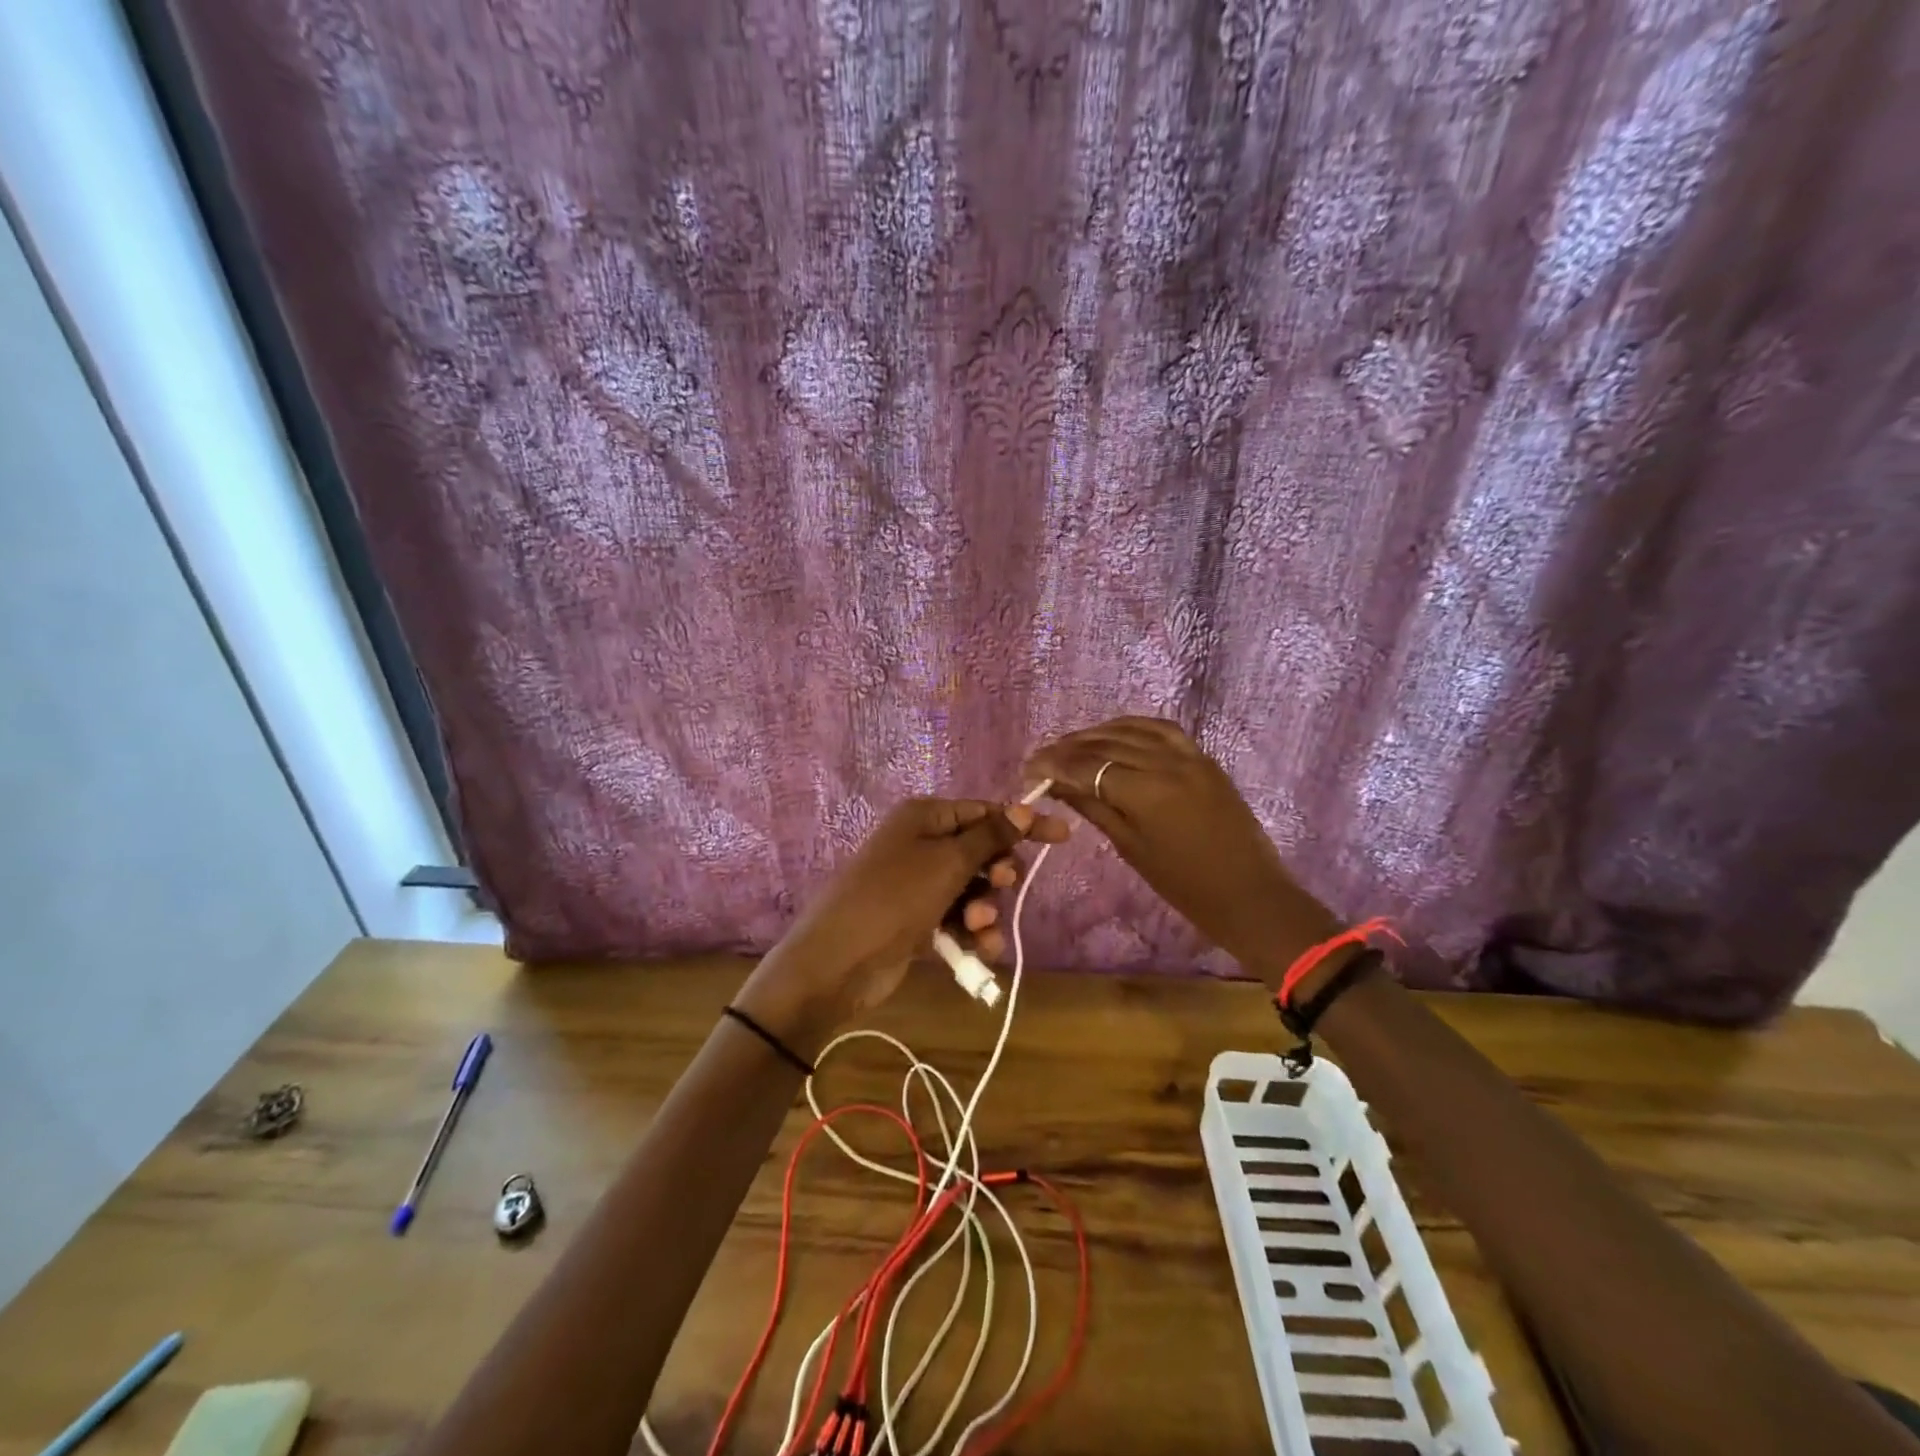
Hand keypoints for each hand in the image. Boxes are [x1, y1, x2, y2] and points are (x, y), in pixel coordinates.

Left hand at [736, 797, 1069, 1056]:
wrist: (837, 963)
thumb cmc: (894, 898)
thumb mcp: (947, 863)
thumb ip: (990, 837)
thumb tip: (1025, 806)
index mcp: (925, 817)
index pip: (985, 812)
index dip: (1023, 824)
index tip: (1063, 837)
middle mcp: (922, 844)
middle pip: (981, 852)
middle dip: (997, 873)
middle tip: (999, 885)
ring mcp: (918, 884)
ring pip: (973, 890)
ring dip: (984, 909)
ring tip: (976, 929)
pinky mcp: (917, 921)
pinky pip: (957, 919)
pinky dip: (971, 934)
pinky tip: (979, 952)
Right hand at [1023, 717, 1339, 986]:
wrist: (1249, 894)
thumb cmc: (1184, 884)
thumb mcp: (1131, 847)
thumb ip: (1093, 807)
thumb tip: (1056, 783)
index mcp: (1146, 791)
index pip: (1088, 765)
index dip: (1055, 764)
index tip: (1030, 768)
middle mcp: (1166, 762)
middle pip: (1107, 743)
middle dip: (1070, 747)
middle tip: (1044, 756)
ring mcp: (1189, 755)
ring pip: (1133, 729)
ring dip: (1098, 733)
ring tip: (1072, 744)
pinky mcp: (1204, 757)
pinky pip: (1162, 730)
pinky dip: (1133, 727)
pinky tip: (1115, 734)